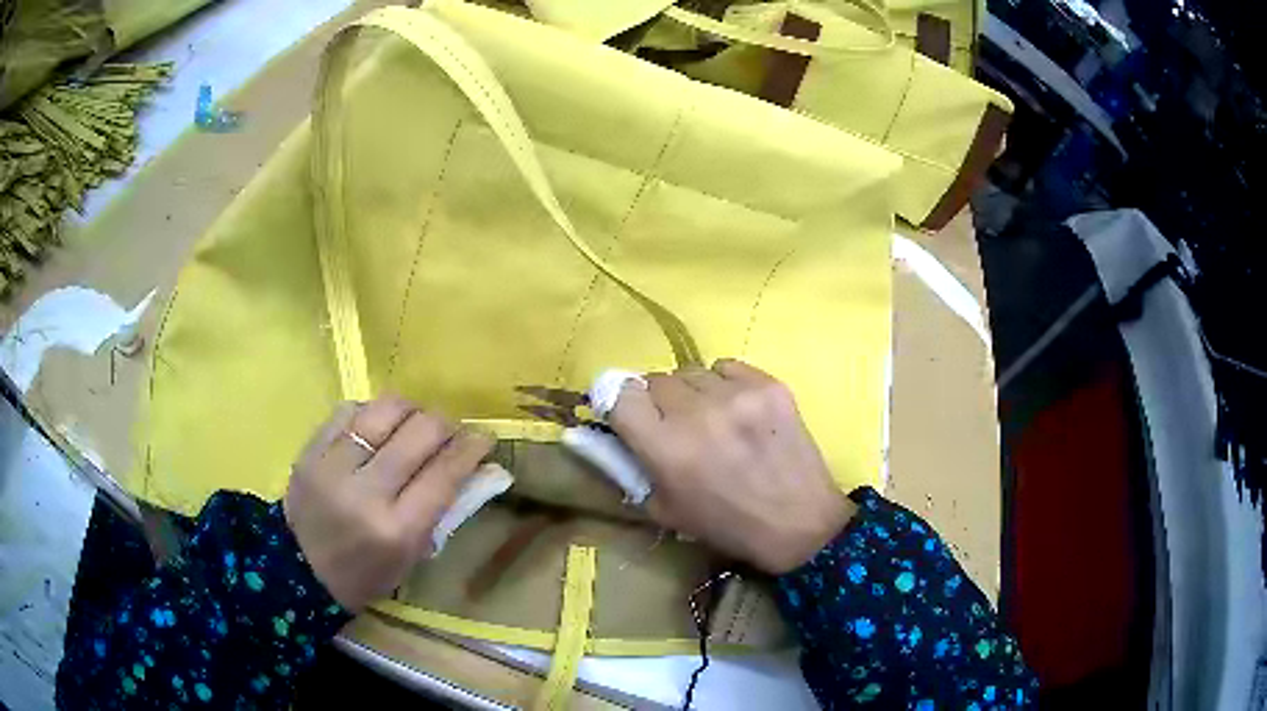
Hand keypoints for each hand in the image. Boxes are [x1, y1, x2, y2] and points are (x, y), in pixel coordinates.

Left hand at [283, 396, 492, 611]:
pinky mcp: (310, 450)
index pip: (445, 473)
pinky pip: (349, 410)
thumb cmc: (366, 573)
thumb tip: (479, 466)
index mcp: (397, 530)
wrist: (298, 570)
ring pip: (384, 409)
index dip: (471, 448)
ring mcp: (332, 466)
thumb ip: (444, 509)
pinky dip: (372, 413)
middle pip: (419, 432)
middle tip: (450, 432)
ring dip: (410, 410)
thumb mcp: (412, 555)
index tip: (483, 438)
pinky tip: (377, 427)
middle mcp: (365, 493)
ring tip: (413, 423)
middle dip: (445, 424)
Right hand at [609, 360, 855, 573]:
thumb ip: (630, 466)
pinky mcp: (769, 384)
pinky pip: (727, 367)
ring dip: (694, 393)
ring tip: (714, 420)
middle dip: (659, 402)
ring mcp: (737, 395)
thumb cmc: (726, 523)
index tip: (632, 416)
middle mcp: (697, 414)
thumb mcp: (664, 509)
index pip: (621, 395)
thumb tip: (603, 431)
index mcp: (666, 449)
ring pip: (692, 371)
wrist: (799, 523)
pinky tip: (739, 411)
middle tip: (678, 427)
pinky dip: (725, 384)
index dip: (622, 404)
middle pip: (656, 379)